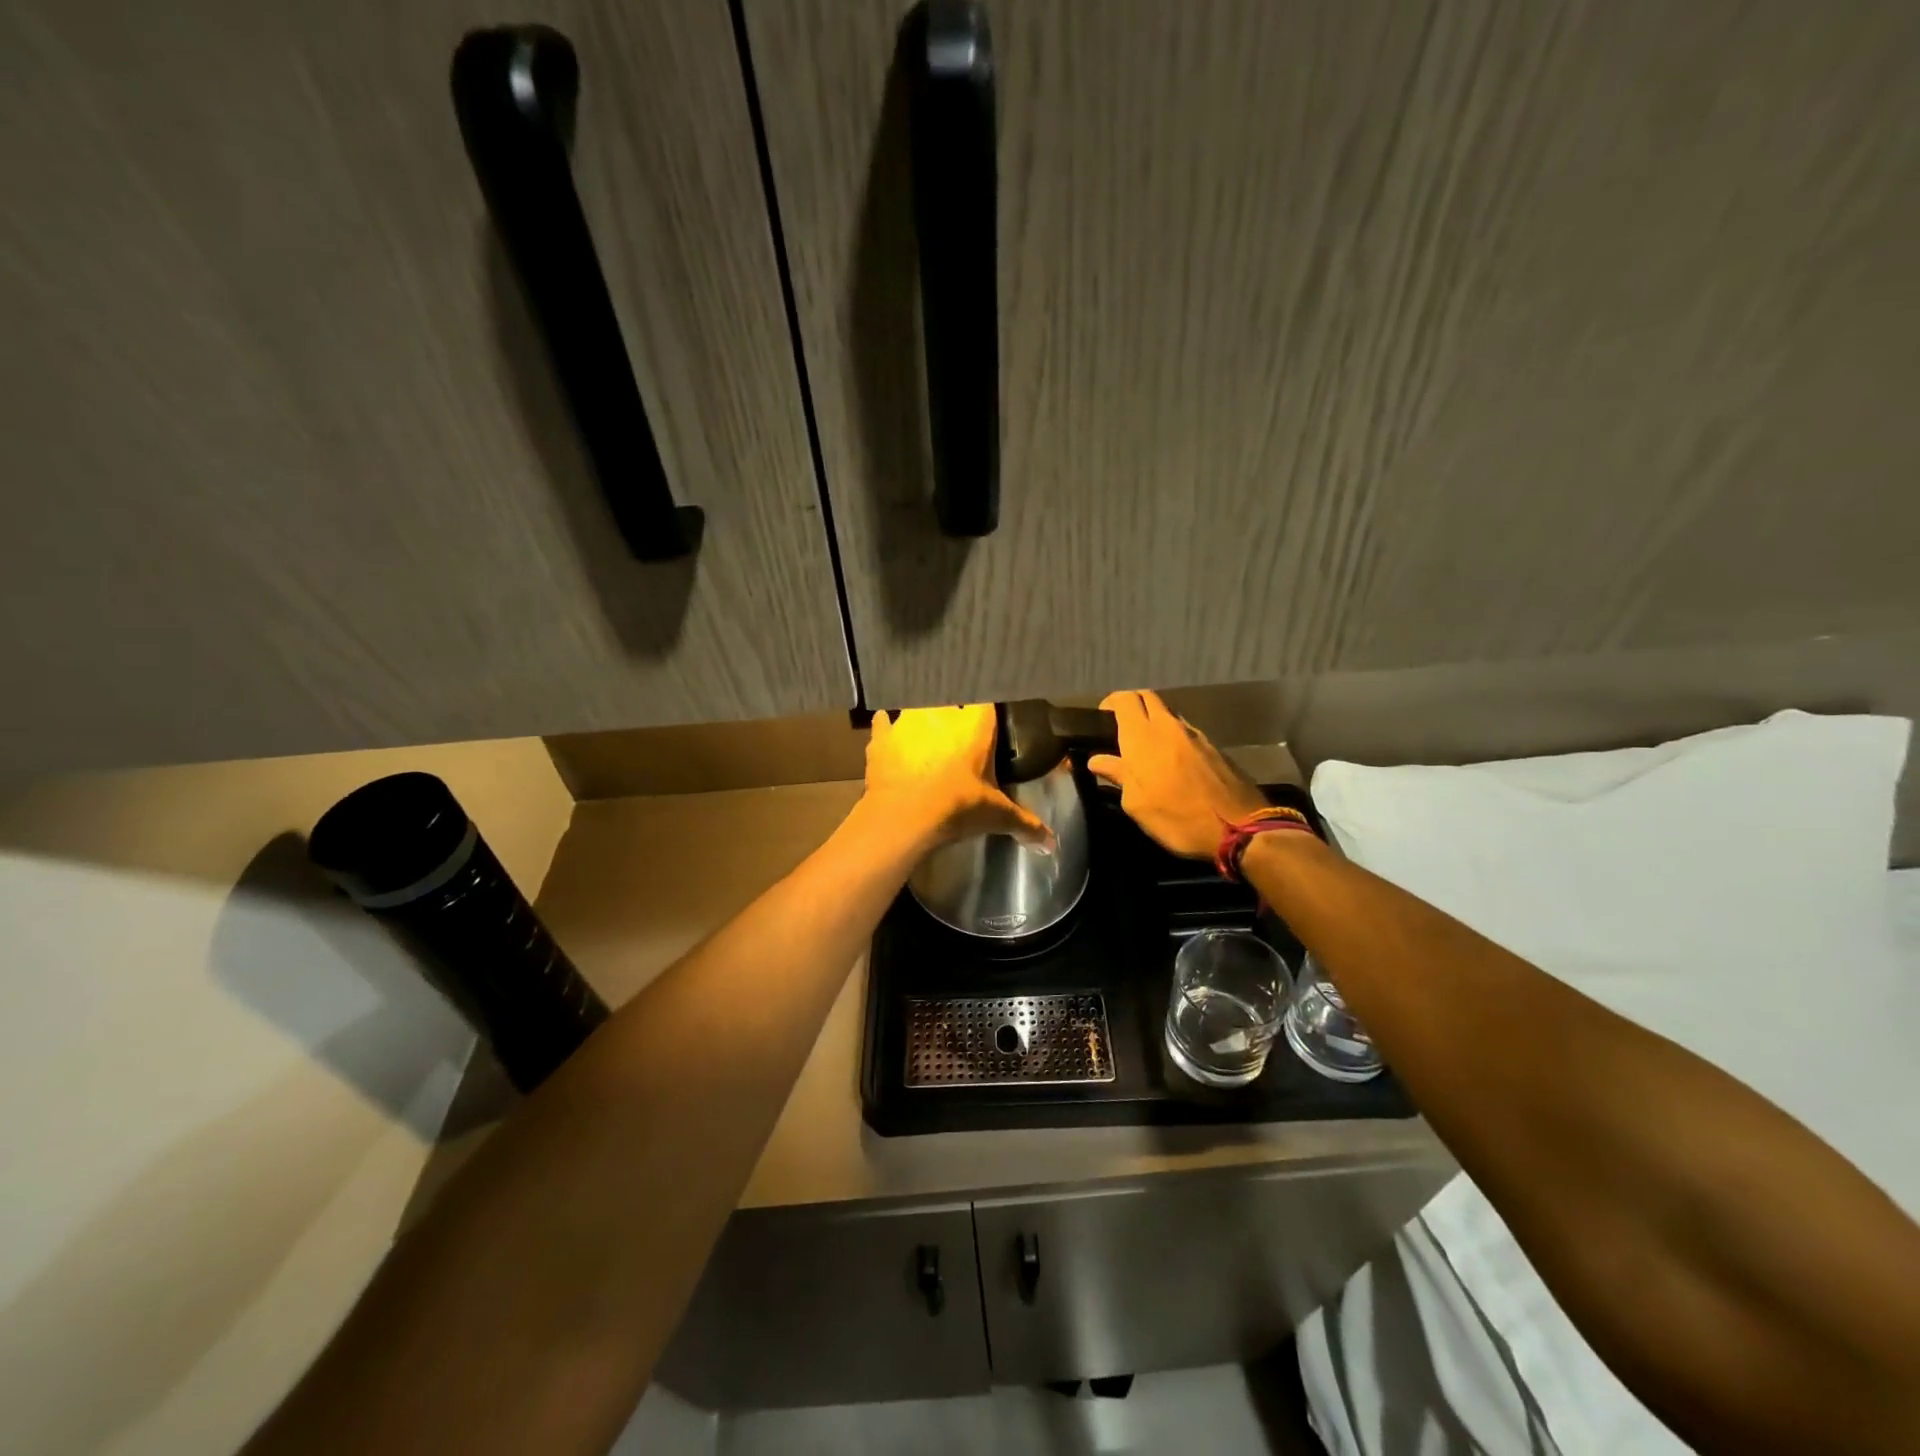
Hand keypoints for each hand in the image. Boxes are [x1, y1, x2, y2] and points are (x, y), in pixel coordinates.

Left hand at [863, 705, 1053, 850]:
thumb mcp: (997, 816)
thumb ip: (1027, 825)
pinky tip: (892, 740)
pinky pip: (885, 723)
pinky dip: (888, 730)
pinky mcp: (881, 735)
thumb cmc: (957, 808)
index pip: (987, 703)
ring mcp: (907, 720)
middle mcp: (942, 711)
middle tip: (957, 740)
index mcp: (975, 723)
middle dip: (953, 717)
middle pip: (951, 701)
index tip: (987, 729)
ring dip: (921, 721)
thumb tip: (1052, 845)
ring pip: (917, 708)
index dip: (986, 716)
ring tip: (926, 740)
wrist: (903, 818)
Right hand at [1087, 690, 1267, 858]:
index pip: (1123, 699)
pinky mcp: (1214, 746)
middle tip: (1121, 732)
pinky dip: (1173, 738)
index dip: (1110, 704)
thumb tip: (1097, 760)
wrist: (1239, 828)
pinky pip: (1186, 732)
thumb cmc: (1177, 818)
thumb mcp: (1137, 804)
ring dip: (1154, 723)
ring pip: (1168, 714)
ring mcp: (1195, 734)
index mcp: (1143, 736)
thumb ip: (1118, 775)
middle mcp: (1169, 726)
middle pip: (1147, 698)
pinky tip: (1172, 763)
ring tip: (1147, 750)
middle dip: (1132, 707)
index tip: (1101, 721)